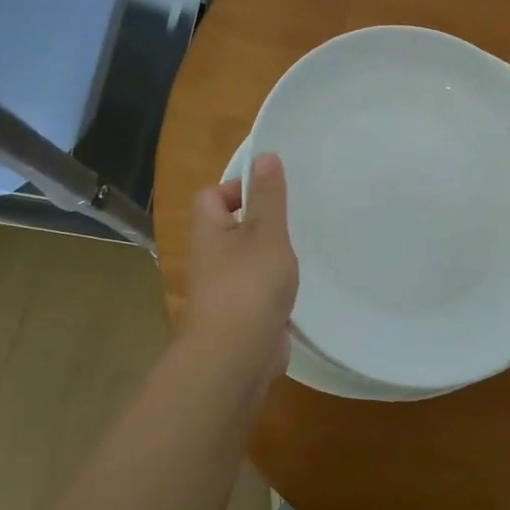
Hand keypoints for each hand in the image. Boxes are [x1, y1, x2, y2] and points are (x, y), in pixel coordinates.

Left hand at [183, 152, 298, 385]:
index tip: (273, 195)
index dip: (239, 188)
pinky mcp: (240, 314)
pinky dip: (274, 286)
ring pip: (246, 260)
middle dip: (262, 223)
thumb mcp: (266, 232)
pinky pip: (257, 289)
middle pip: (231, 227)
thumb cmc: (250, 284)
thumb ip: (268, 196)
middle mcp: (210, 258)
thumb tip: (264, 155)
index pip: (213, 196)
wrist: (237, 355)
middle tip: (294, 222)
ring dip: (270, 257)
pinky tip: (296, 288)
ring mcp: (223, 289)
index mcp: (209, 231)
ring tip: (300, 253)